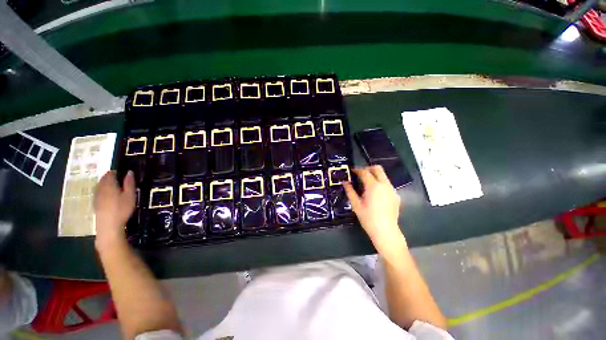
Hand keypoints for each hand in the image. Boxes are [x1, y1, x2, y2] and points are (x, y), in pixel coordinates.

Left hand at [94, 170, 135, 250]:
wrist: (108, 225)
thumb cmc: (122, 209)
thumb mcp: (130, 195)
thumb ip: (129, 183)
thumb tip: (129, 172)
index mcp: (109, 185)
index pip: (110, 174)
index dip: (115, 172)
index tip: (121, 172)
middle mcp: (100, 189)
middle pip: (103, 180)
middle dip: (109, 177)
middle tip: (118, 178)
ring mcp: (96, 197)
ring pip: (100, 186)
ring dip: (105, 184)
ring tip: (113, 186)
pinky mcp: (95, 204)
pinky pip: (98, 193)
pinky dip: (103, 191)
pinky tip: (107, 195)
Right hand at [343, 165, 406, 253]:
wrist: (385, 231)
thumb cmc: (368, 218)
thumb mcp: (356, 204)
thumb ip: (350, 191)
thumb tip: (344, 182)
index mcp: (374, 186)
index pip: (365, 172)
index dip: (357, 170)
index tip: (352, 171)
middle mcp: (385, 185)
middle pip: (378, 169)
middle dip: (368, 168)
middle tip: (360, 174)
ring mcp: (392, 190)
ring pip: (383, 176)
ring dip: (374, 176)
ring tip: (366, 185)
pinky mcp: (396, 196)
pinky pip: (387, 184)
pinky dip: (380, 184)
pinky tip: (375, 194)